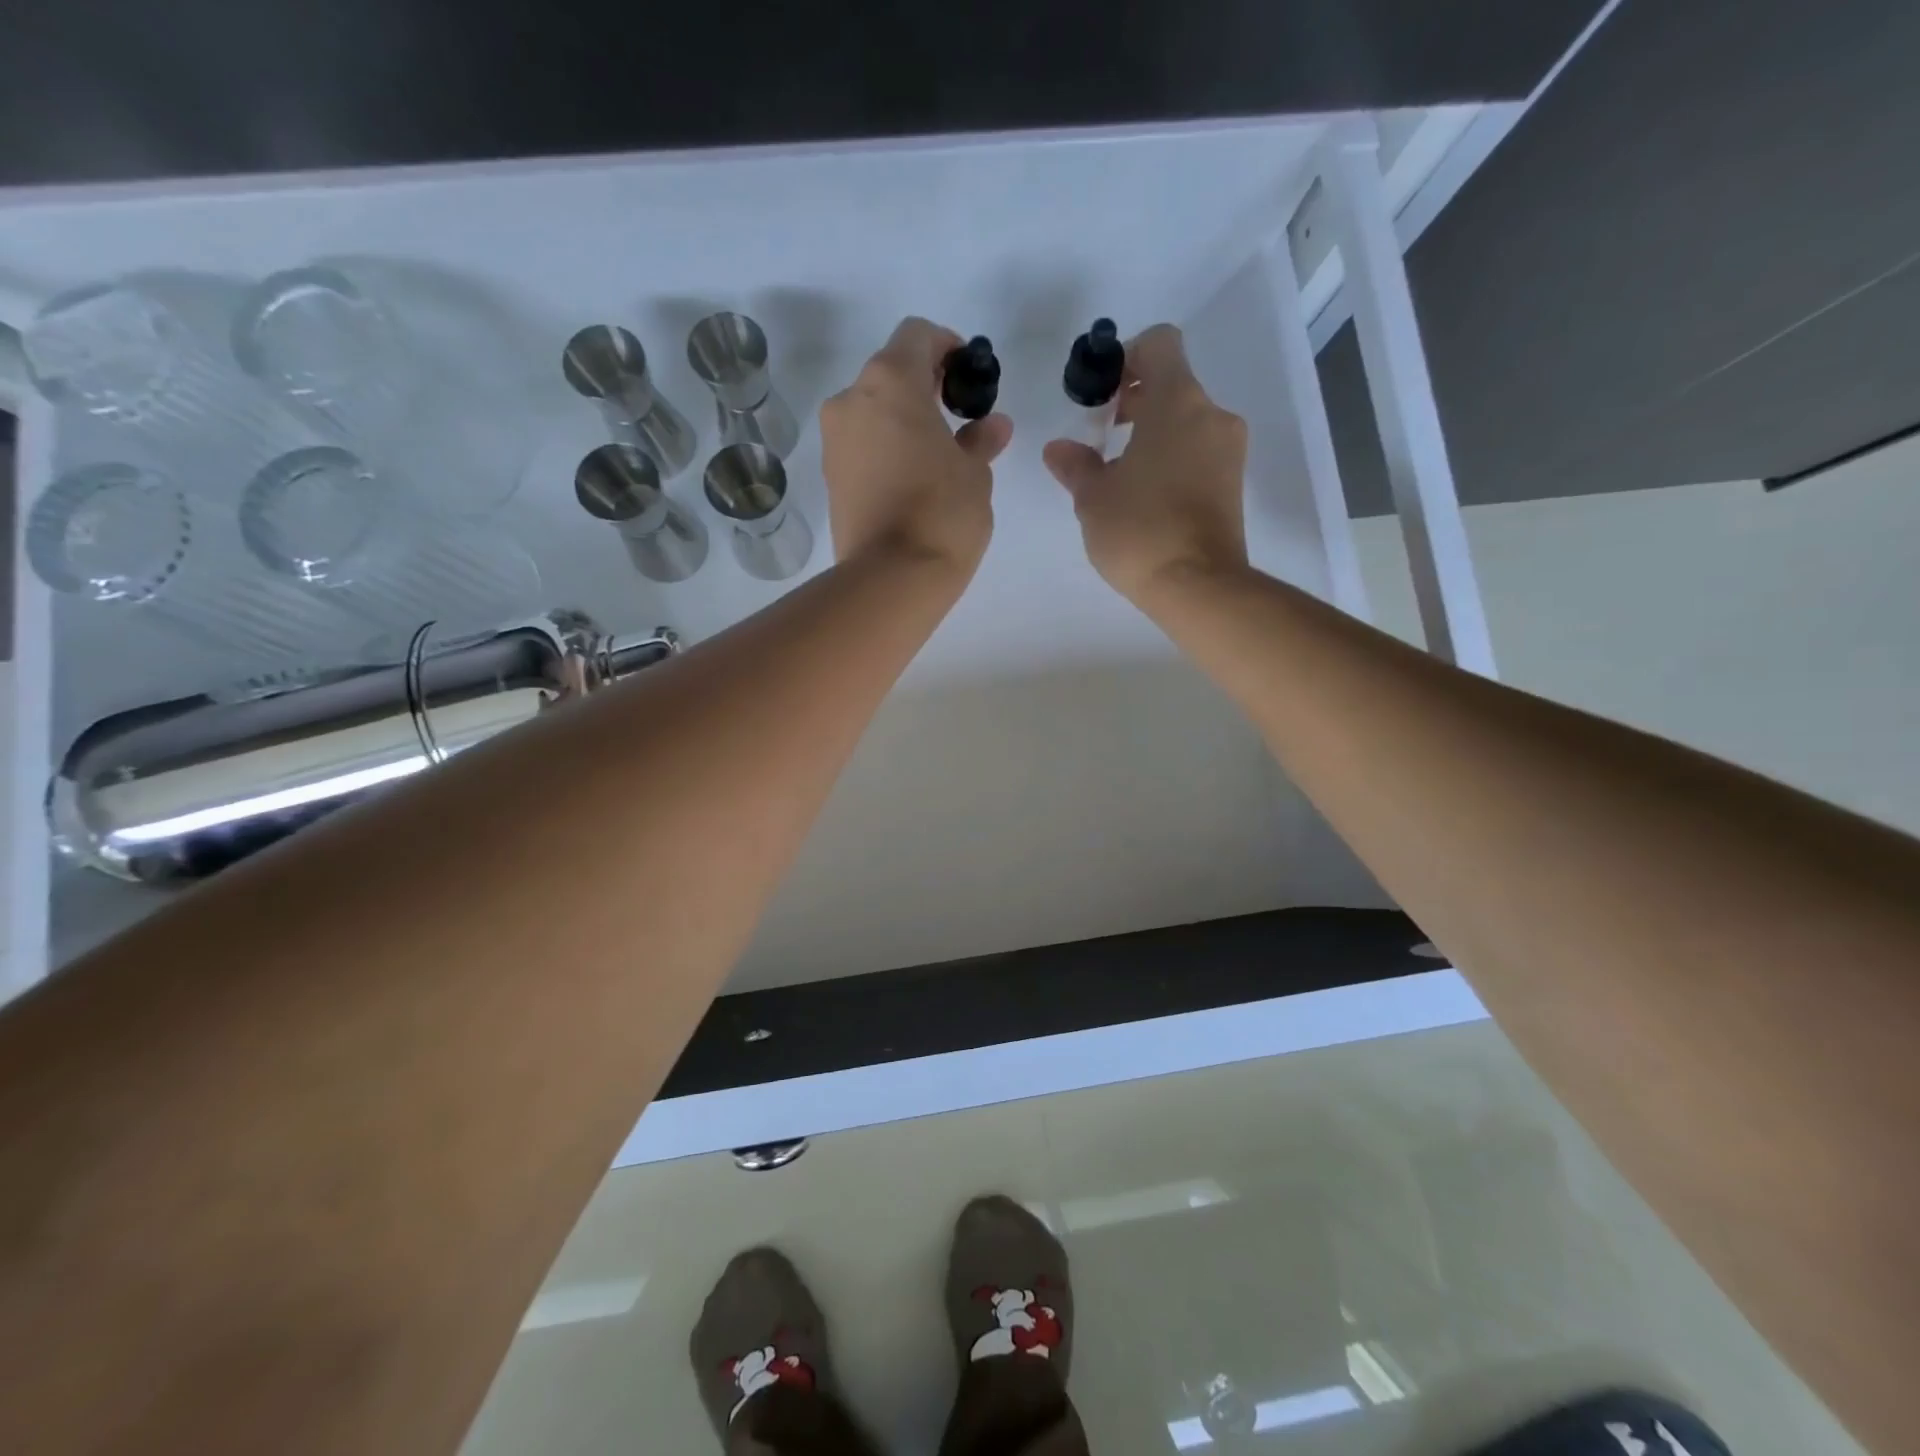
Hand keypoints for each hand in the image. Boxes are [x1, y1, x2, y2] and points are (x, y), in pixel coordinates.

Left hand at [821, 317, 1012, 573]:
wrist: (890, 578)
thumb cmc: (942, 512)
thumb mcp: (975, 473)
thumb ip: (981, 440)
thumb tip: (992, 426)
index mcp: (890, 381)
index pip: (917, 335)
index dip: (947, 347)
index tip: (968, 377)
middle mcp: (851, 399)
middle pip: (890, 372)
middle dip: (925, 386)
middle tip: (958, 416)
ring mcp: (834, 440)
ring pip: (872, 411)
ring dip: (903, 419)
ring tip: (937, 454)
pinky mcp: (829, 477)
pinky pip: (861, 445)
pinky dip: (886, 447)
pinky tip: (912, 478)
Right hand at [1042, 324, 1248, 600]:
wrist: (1197, 585)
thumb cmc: (1139, 530)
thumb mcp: (1093, 497)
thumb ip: (1075, 465)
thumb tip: (1059, 449)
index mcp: (1177, 401)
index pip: (1159, 343)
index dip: (1127, 357)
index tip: (1102, 394)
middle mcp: (1210, 414)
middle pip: (1173, 383)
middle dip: (1136, 400)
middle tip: (1103, 435)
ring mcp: (1228, 449)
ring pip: (1187, 420)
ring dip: (1154, 432)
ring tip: (1121, 473)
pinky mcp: (1233, 482)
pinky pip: (1199, 450)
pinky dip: (1172, 456)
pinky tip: (1146, 495)